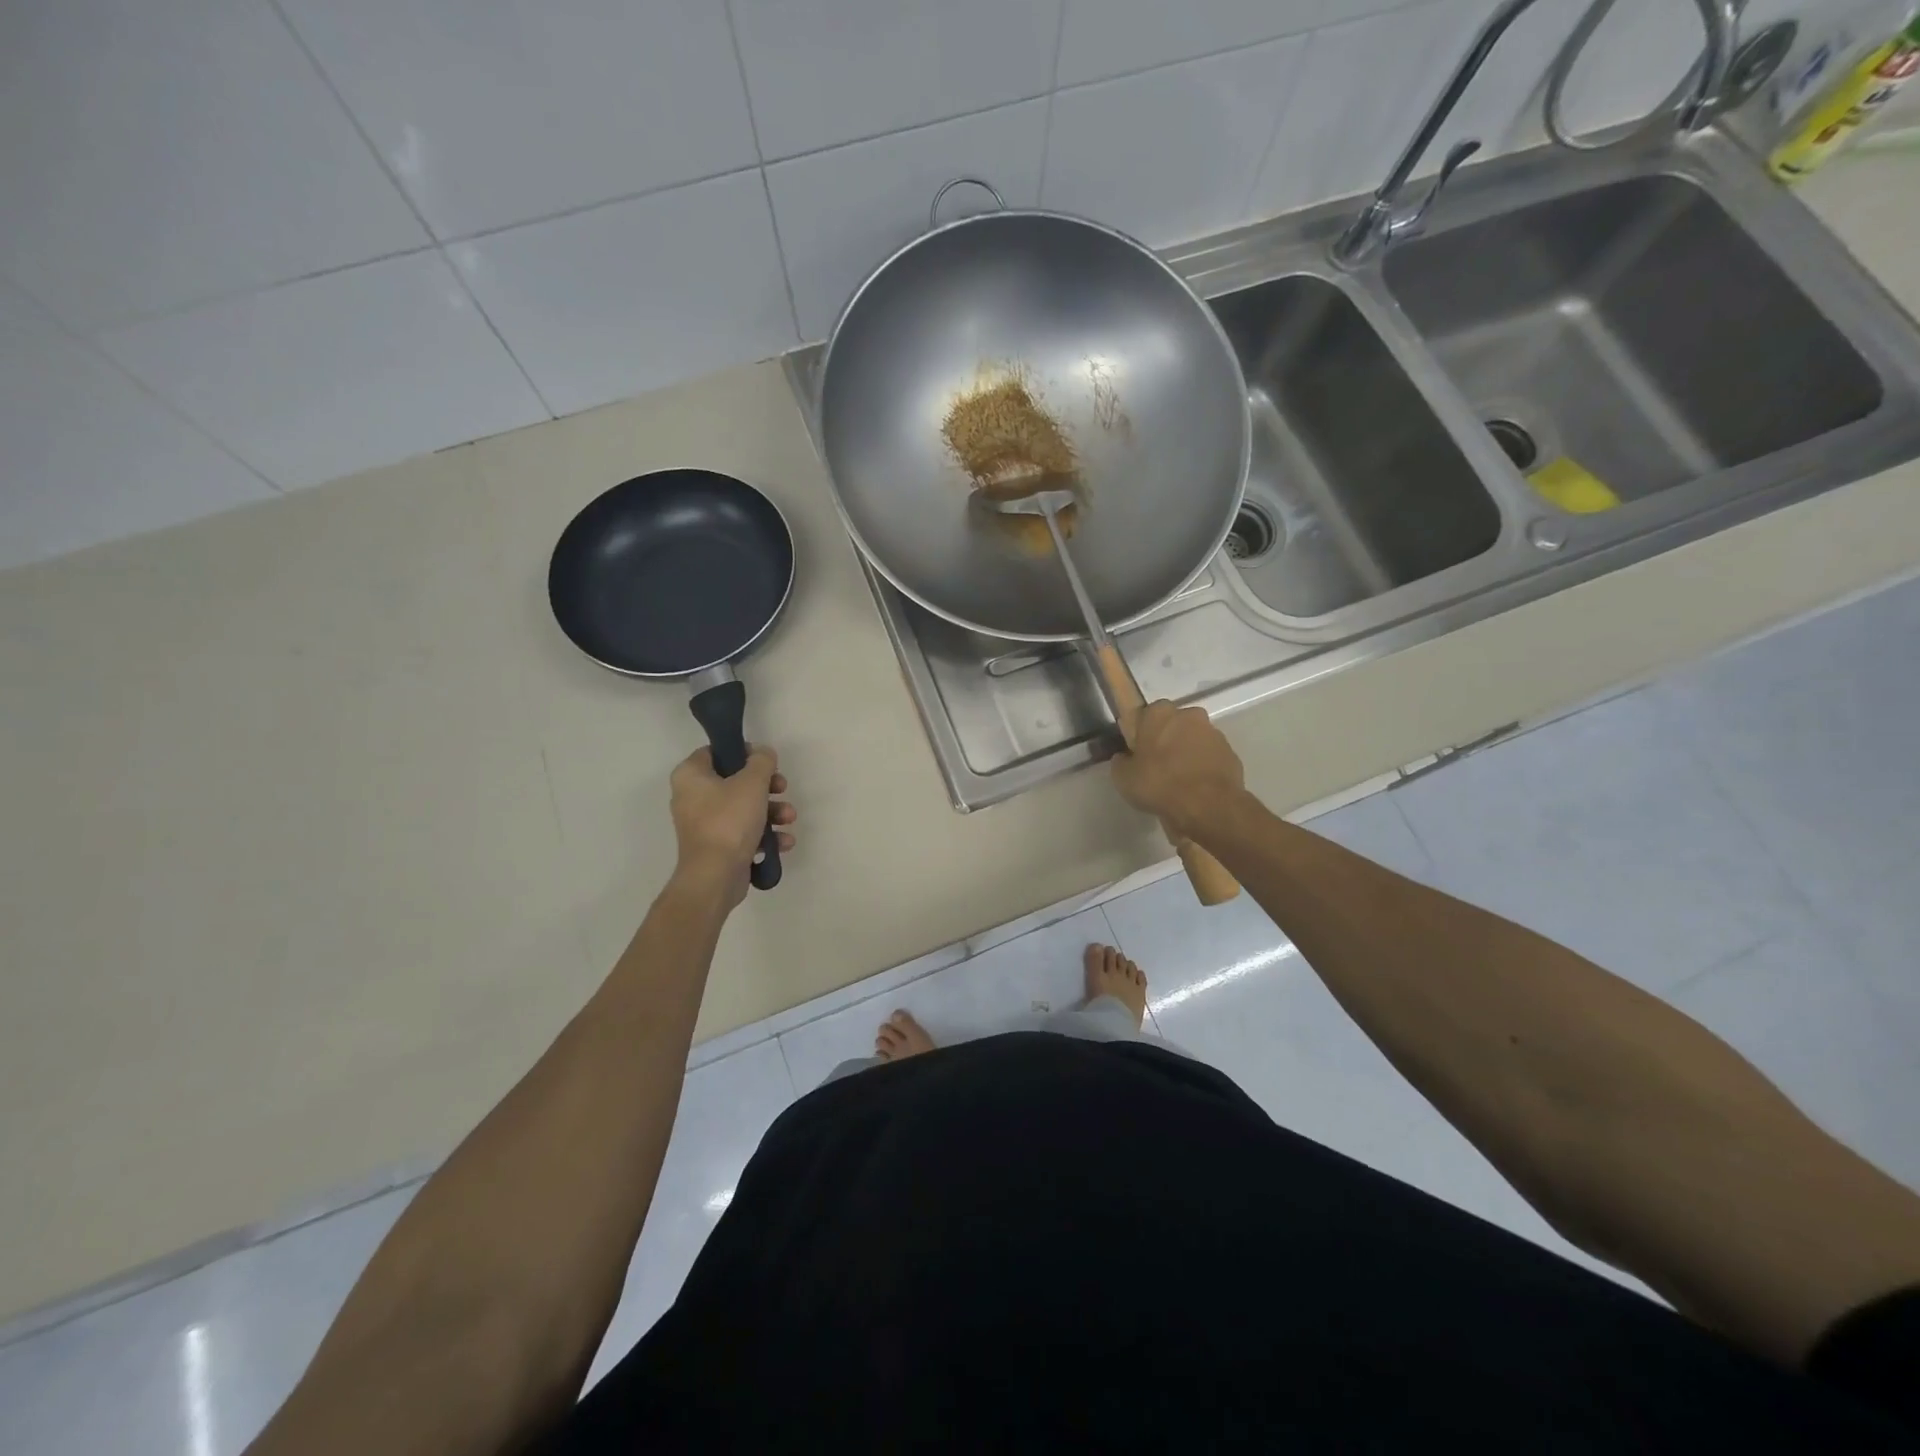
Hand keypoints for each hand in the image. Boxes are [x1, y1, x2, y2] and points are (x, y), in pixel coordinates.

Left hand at [669, 745, 795, 903]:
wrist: (715, 876)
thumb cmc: (729, 821)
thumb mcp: (752, 782)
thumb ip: (762, 761)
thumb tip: (763, 754)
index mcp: (691, 776)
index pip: (716, 751)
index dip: (743, 752)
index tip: (766, 761)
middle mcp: (693, 797)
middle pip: (735, 780)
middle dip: (766, 786)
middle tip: (782, 788)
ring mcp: (705, 824)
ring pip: (744, 807)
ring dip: (772, 811)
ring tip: (789, 818)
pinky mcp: (717, 846)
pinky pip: (744, 832)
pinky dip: (764, 834)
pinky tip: (784, 841)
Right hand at [1111, 701, 1244, 839]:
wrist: (1207, 805)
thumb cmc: (1159, 784)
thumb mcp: (1123, 777)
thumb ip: (1121, 762)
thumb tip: (1124, 758)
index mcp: (1159, 713)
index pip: (1145, 716)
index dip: (1141, 734)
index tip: (1139, 753)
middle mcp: (1189, 715)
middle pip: (1173, 725)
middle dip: (1167, 740)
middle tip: (1158, 766)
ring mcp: (1214, 733)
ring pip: (1194, 740)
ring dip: (1187, 753)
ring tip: (1179, 781)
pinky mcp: (1231, 753)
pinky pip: (1210, 757)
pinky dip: (1203, 767)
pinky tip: (1196, 788)